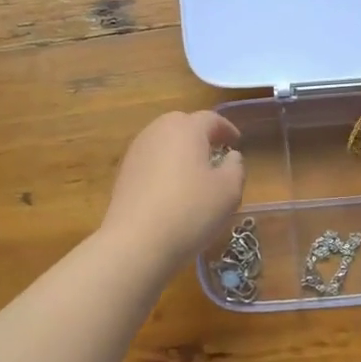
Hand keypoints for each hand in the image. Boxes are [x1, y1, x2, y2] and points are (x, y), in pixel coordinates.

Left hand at [98, 111, 244, 270]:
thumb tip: (230, 157)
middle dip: (201, 135)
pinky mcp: (123, 173)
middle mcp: (158, 131)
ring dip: (181, 151)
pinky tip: (172, 189)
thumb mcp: (229, 191)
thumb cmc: (190, 211)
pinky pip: (151, 160)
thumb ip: (236, 168)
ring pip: (164, 141)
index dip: (227, 129)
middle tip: (215, 154)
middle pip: (183, 124)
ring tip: (194, 172)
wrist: (136, 242)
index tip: (237, 143)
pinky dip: (164, 166)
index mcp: (186, 128)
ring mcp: (137, 151)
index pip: (211, 119)